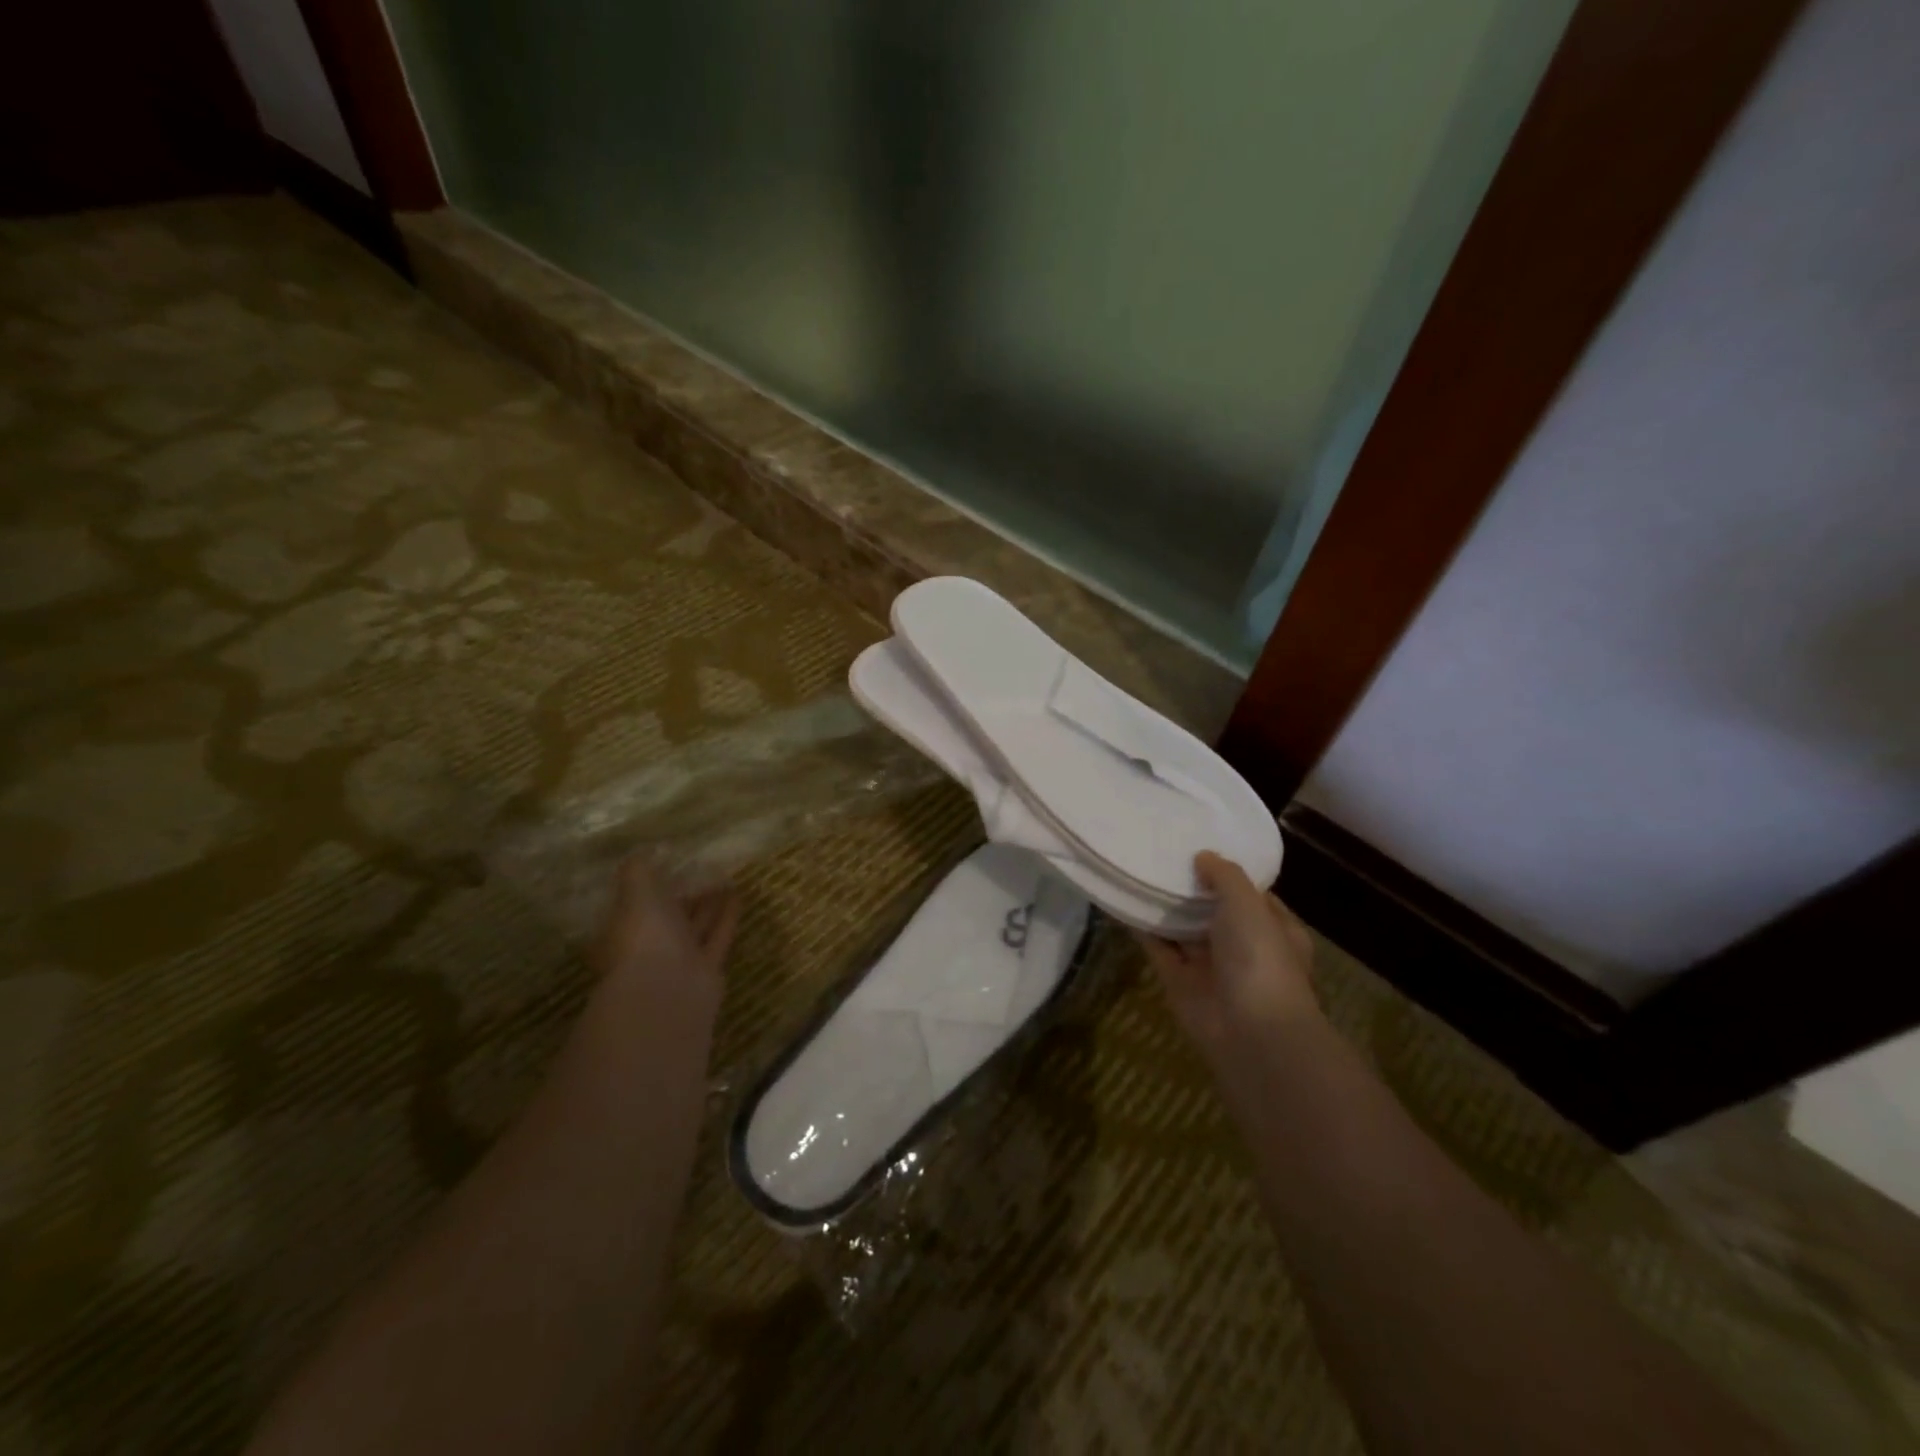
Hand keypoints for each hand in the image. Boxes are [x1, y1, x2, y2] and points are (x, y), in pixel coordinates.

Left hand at [589, 857, 738, 1018]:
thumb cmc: (644, 939)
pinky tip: (737, 894)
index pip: (636, 902)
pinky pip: (718, 936)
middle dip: (684, 892)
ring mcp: (679, 959)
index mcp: (624, 930)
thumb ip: (637, 871)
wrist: (668, 993)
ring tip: (725, 876)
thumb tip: (640, 849)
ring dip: (709, 902)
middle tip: (702, 865)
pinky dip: (727, 917)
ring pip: (695, 924)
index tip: (668, 861)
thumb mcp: (635, 895)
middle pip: (669, 914)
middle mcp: (650, 945)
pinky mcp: (707, 967)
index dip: (651, 883)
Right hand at [1138, 852, 1318, 1053]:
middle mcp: (1243, 946)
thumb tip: (1203, 856)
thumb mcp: (1248, 904)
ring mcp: (1210, 965)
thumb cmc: (1260, 957)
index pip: (1251, 895)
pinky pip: (1157, 947)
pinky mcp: (1179, 981)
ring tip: (1138, 868)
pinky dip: (1141, 927)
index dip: (1227, 873)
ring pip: (1183, 929)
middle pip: (1213, 910)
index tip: (1200, 847)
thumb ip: (1225, 875)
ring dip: (1165, 906)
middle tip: (1161, 851)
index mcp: (1274, 929)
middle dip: (1191, 887)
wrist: (1248, 1031)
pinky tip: (1122, 900)